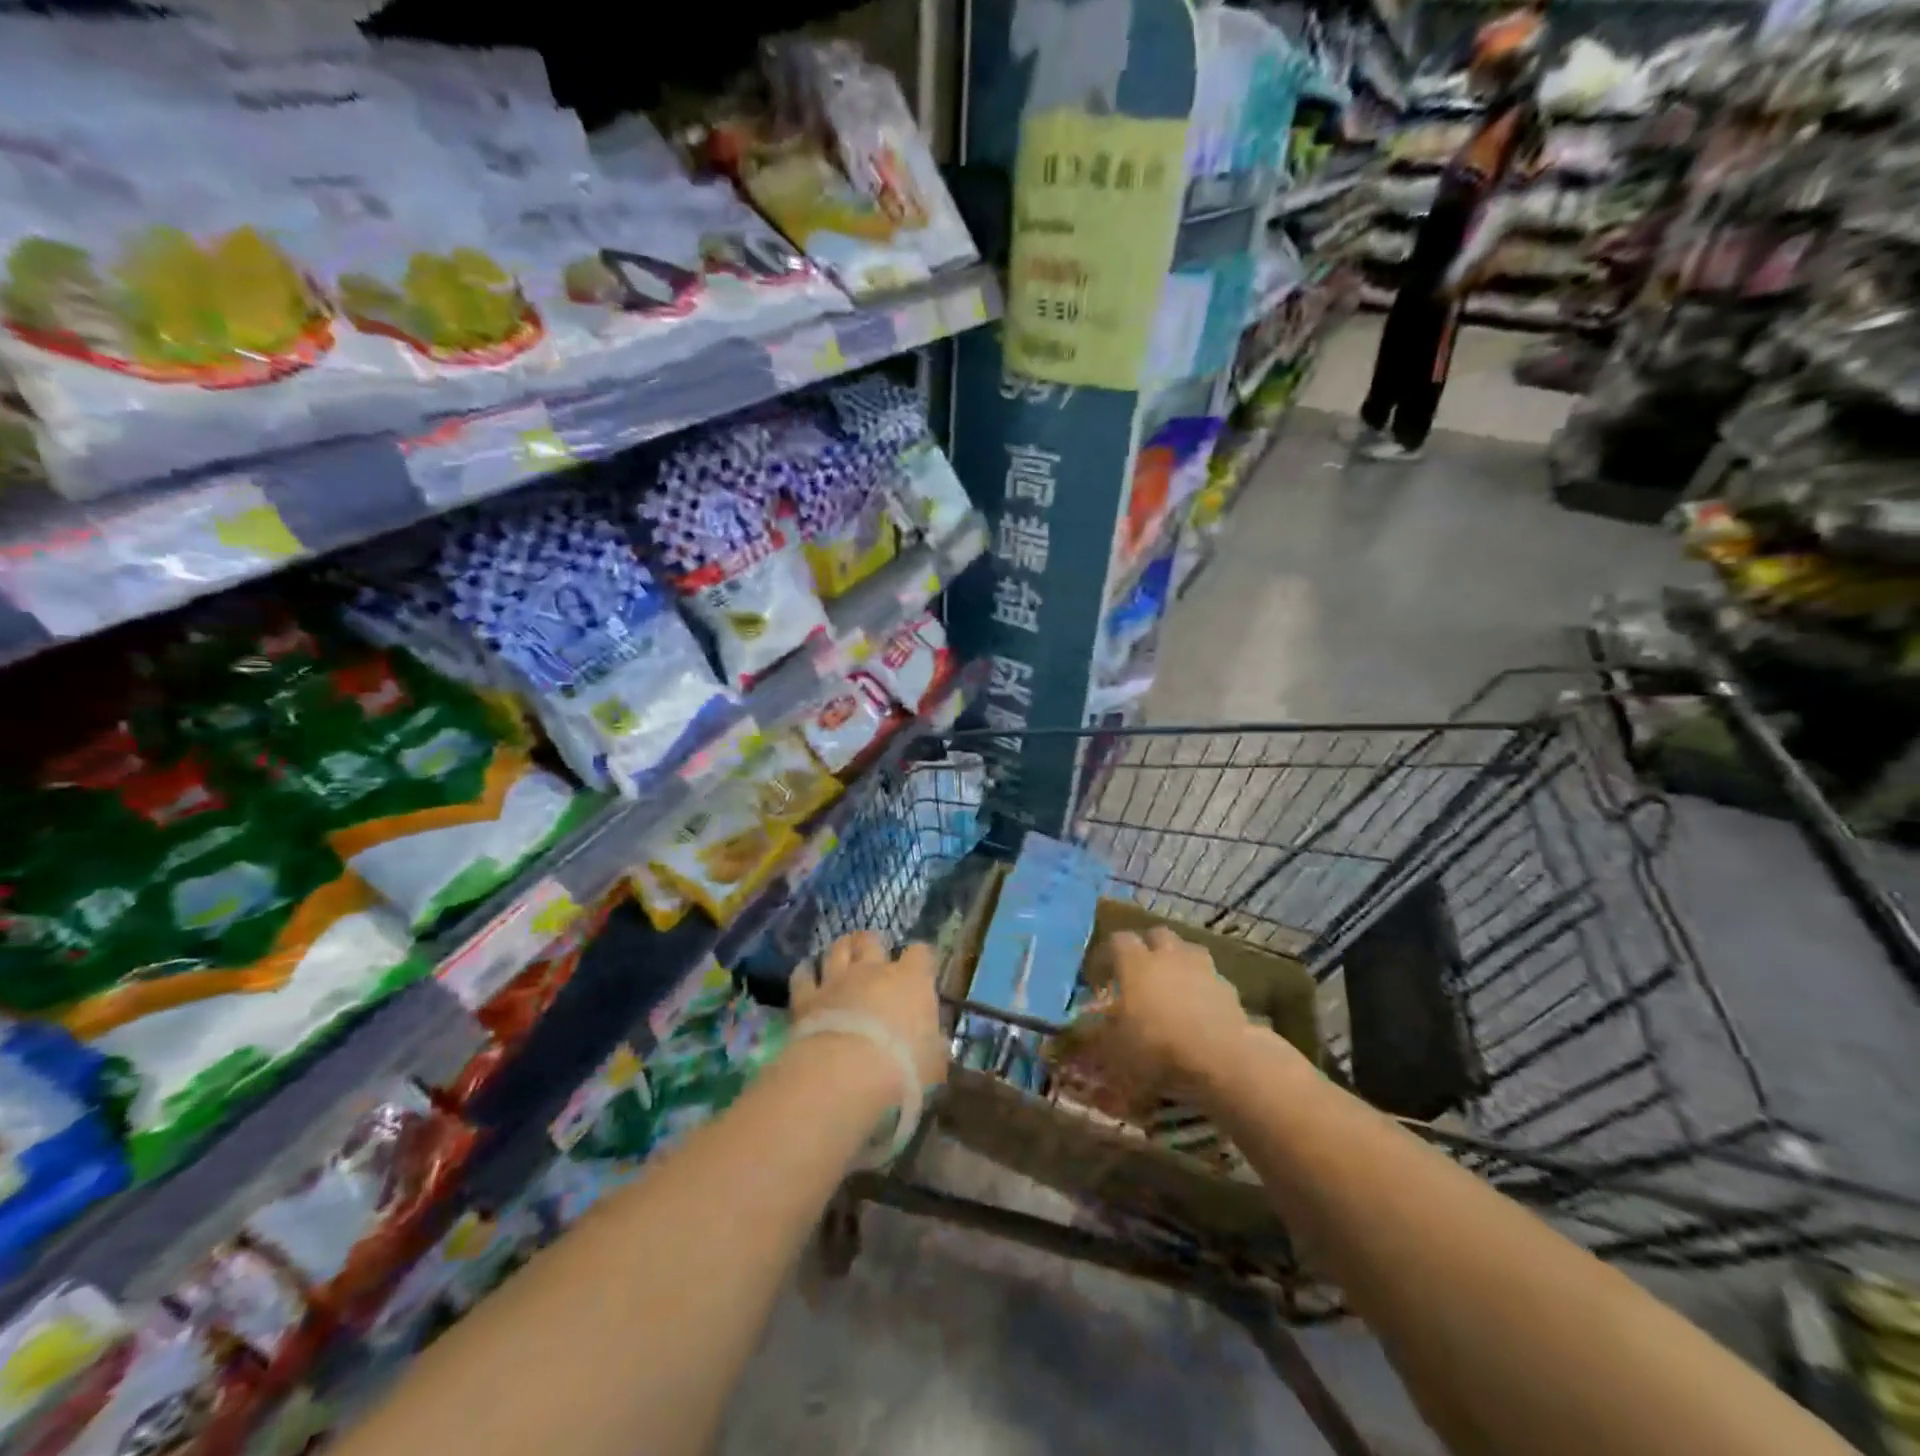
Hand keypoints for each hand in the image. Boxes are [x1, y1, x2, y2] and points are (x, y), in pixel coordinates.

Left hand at [789, 932, 948, 1090]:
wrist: (847, 1075)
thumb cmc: (903, 1068)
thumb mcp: (933, 1063)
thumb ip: (933, 1046)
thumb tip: (935, 1043)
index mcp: (911, 980)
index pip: (921, 953)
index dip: (920, 959)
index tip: (921, 971)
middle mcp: (873, 971)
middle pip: (871, 940)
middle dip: (872, 943)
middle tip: (873, 954)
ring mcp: (837, 981)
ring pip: (837, 949)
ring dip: (841, 950)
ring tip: (842, 954)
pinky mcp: (806, 998)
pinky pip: (803, 975)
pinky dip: (805, 972)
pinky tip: (807, 972)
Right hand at [1073, 927, 1251, 1099]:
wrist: (1222, 1058)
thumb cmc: (1157, 1047)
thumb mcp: (1112, 1048)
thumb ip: (1090, 1036)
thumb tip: (1068, 1032)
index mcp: (1135, 962)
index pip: (1116, 941)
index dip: (1105, 956)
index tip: (1097, 977)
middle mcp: (1168, 955)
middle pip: (1155, 935)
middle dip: (1145, 948)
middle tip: (1137, 972)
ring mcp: (1202, 968)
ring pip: (1187, 950)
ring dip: (1176, 961)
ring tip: (1170, 985)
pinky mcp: (1228, 988)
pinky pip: (1210, 978)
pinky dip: (1201, 986)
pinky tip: (1198, 1007)